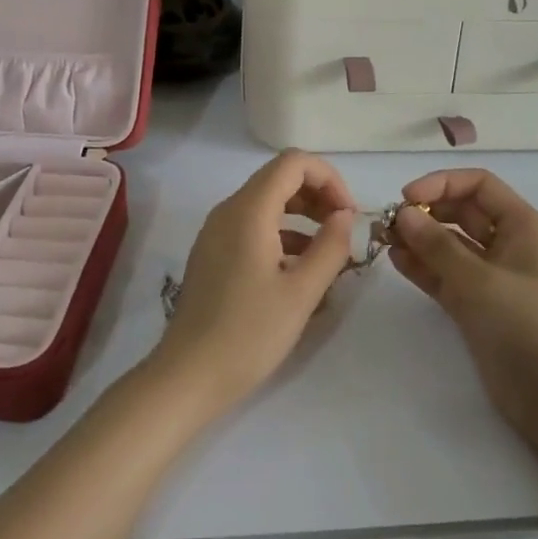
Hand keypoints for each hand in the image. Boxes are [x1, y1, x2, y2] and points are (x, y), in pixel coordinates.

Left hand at [150, 151, 357, 419]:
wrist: (188, 375)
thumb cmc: (249, 333)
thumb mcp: (301, 293)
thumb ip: (330, 246)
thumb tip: (345, 216)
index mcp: (248, 210)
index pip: (293, 162)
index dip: (328, 178)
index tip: (349, 215)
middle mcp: (229, 210)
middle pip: (280, 178)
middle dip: (318, 195)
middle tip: (344, 231)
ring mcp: (217, 231)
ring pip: (267, 203)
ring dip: (302, 216)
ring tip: (330, 253)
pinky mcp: (213, 252)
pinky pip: (253, 226)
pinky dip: (282, 234)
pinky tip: (301, 269)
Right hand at [389, 169, 537, 444]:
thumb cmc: (526, 326)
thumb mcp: (478, 280)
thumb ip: (436, 245)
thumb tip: (404, 213)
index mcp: (523, 226)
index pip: (479, 185)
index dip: (441, 184)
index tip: (405, 198)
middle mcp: (510, 245)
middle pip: (463, 212)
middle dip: (427, 212)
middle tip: (388, 223)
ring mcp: (494, 277)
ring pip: (452, 245)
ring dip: (420, 240)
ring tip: (384, 240)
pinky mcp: (480, 306)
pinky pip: (448, 275)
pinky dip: (424, 267)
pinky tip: (397, 261)